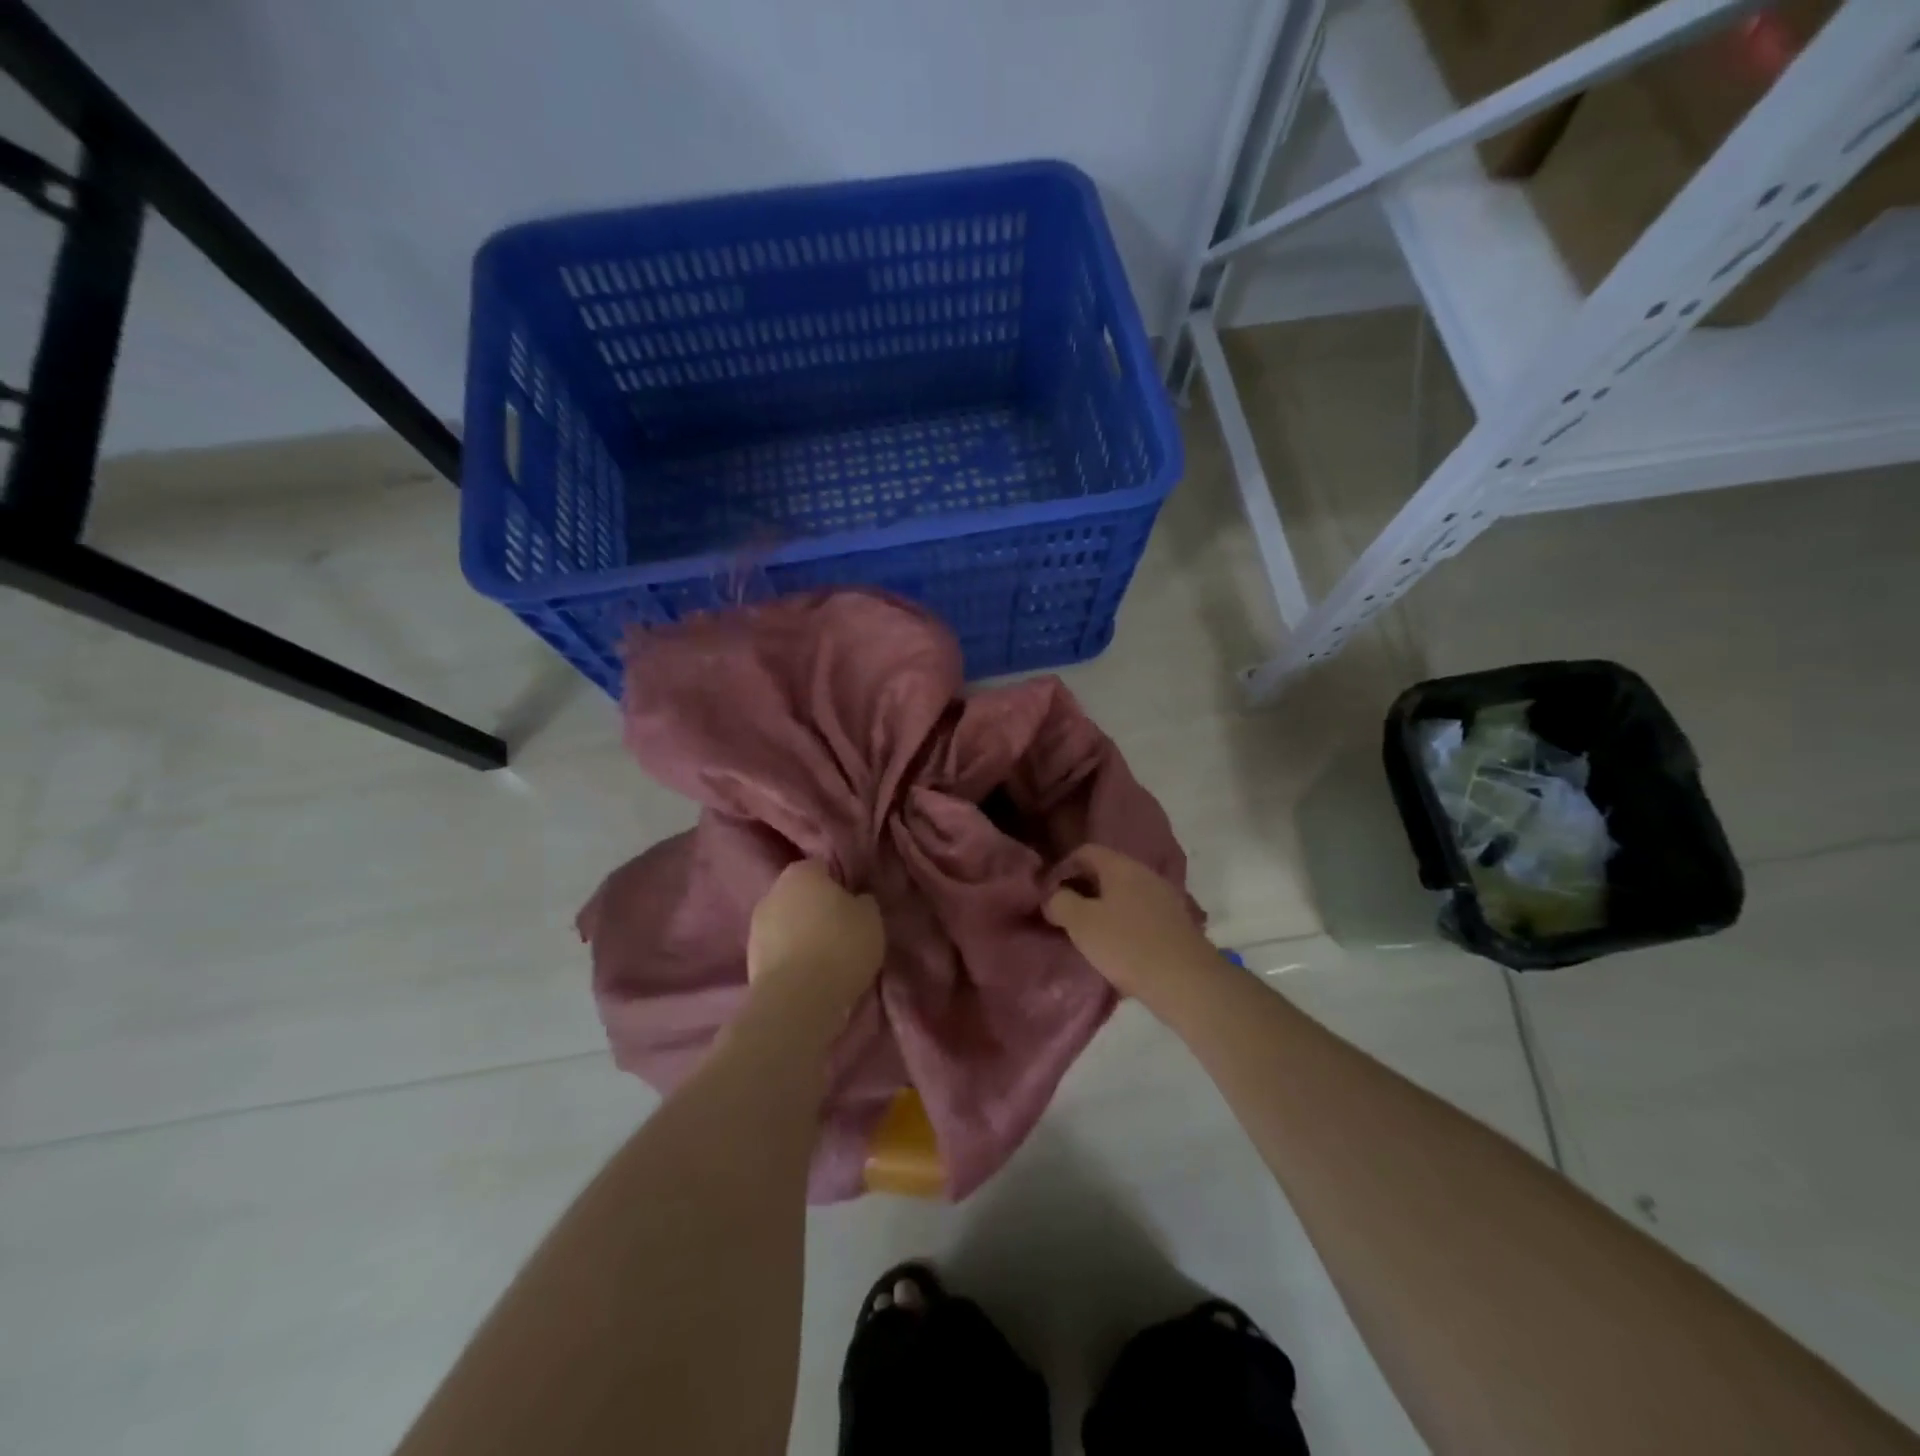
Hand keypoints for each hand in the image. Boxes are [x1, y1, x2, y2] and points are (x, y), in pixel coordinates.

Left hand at [746, 860, 884, 1018]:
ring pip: (787, 923)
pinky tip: (809, 974)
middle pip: (801, 895)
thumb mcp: (871, 918)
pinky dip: (792, 957)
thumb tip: (855, 900)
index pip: (823, 867)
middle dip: (817, 908)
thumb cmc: (840, 946)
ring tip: (826, 957)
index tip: (853, 904)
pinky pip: (779, 950)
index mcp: (801, 872)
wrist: (797, 999)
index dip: (839, 884)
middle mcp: (773, 892)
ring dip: (802, 934)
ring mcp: (756, 926)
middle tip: (842, 929)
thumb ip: (863, 902)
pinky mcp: (750, 959)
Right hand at [1045, 845, 1212, 1002]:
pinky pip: (1140, 914)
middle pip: (1106, 872)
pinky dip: (1123, 924)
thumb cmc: (1127, 945)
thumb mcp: (1081, 923)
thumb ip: (1060, 902)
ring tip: (1088, 934)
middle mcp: (1146, 874)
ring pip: (1124, 894)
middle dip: (1082, 889)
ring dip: (1103, 909)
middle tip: (1064, 914)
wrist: (1187, 981)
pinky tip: (1117, 947)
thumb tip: (1053, 896)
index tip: (1049, 893)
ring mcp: (1165, 898)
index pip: (1086, 851)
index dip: (1062, 867)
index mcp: (1121, 866)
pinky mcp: (1176, 923)